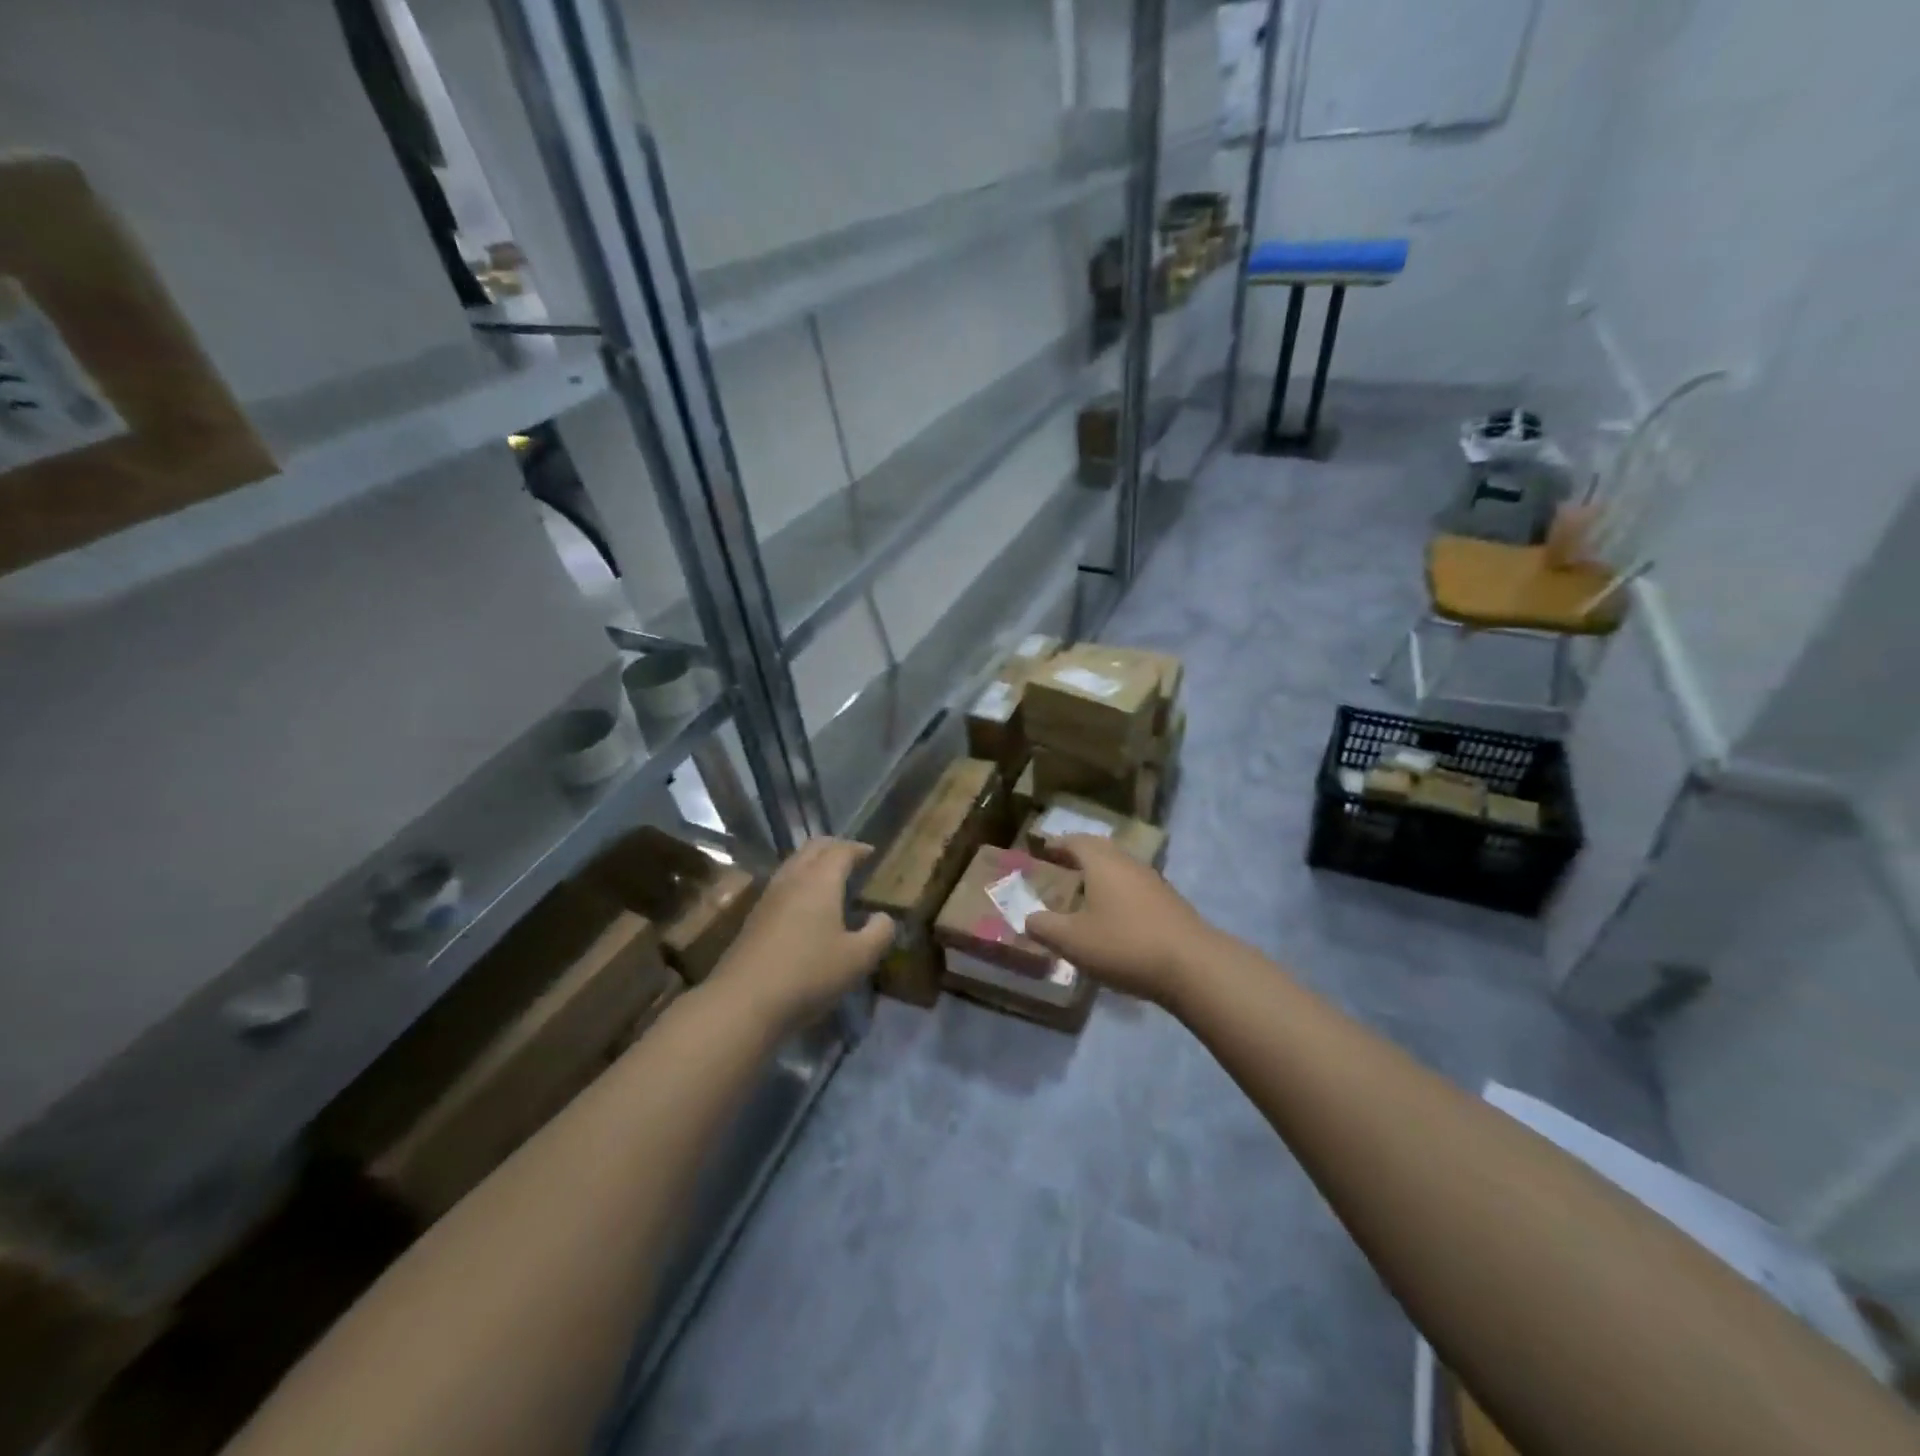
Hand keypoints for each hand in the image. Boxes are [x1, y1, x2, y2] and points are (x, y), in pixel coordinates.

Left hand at [710, 837, 894, 1028]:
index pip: (841, 850)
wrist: (743, 1003)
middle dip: (834, 847)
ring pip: (793, 864)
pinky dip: (800, 882)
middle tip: (852, 858)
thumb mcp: (857, 959)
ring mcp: (768, 898)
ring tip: (831, 880)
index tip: (872, 853)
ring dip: (814, 864)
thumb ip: (878, 933)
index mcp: (820, 881)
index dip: (858, 848)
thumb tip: (883, 917)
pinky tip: (807, 907)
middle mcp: (792, 880)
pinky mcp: (754, 918)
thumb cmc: (808, 974)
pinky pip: (782, 885)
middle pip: (813, 848)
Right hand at [1026, 835, 1213, 1004]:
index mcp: (1102, 863)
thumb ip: (1045, 927)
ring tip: (1084, 891)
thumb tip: (1028, 918)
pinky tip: (1113, 915)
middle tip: (1061, 865)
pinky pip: (1135, 886)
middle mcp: (1128, 863)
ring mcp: (1153, 881)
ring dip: (1100, 874)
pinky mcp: (1169, 902)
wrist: (1192, 965)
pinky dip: (1118, 892)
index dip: (1057, 843)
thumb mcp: (1073, 941)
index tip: (1043, 848)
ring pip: (1120, 868)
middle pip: (1100, 849)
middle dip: (1079, 854)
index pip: (1075, 841)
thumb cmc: (1124, 945)